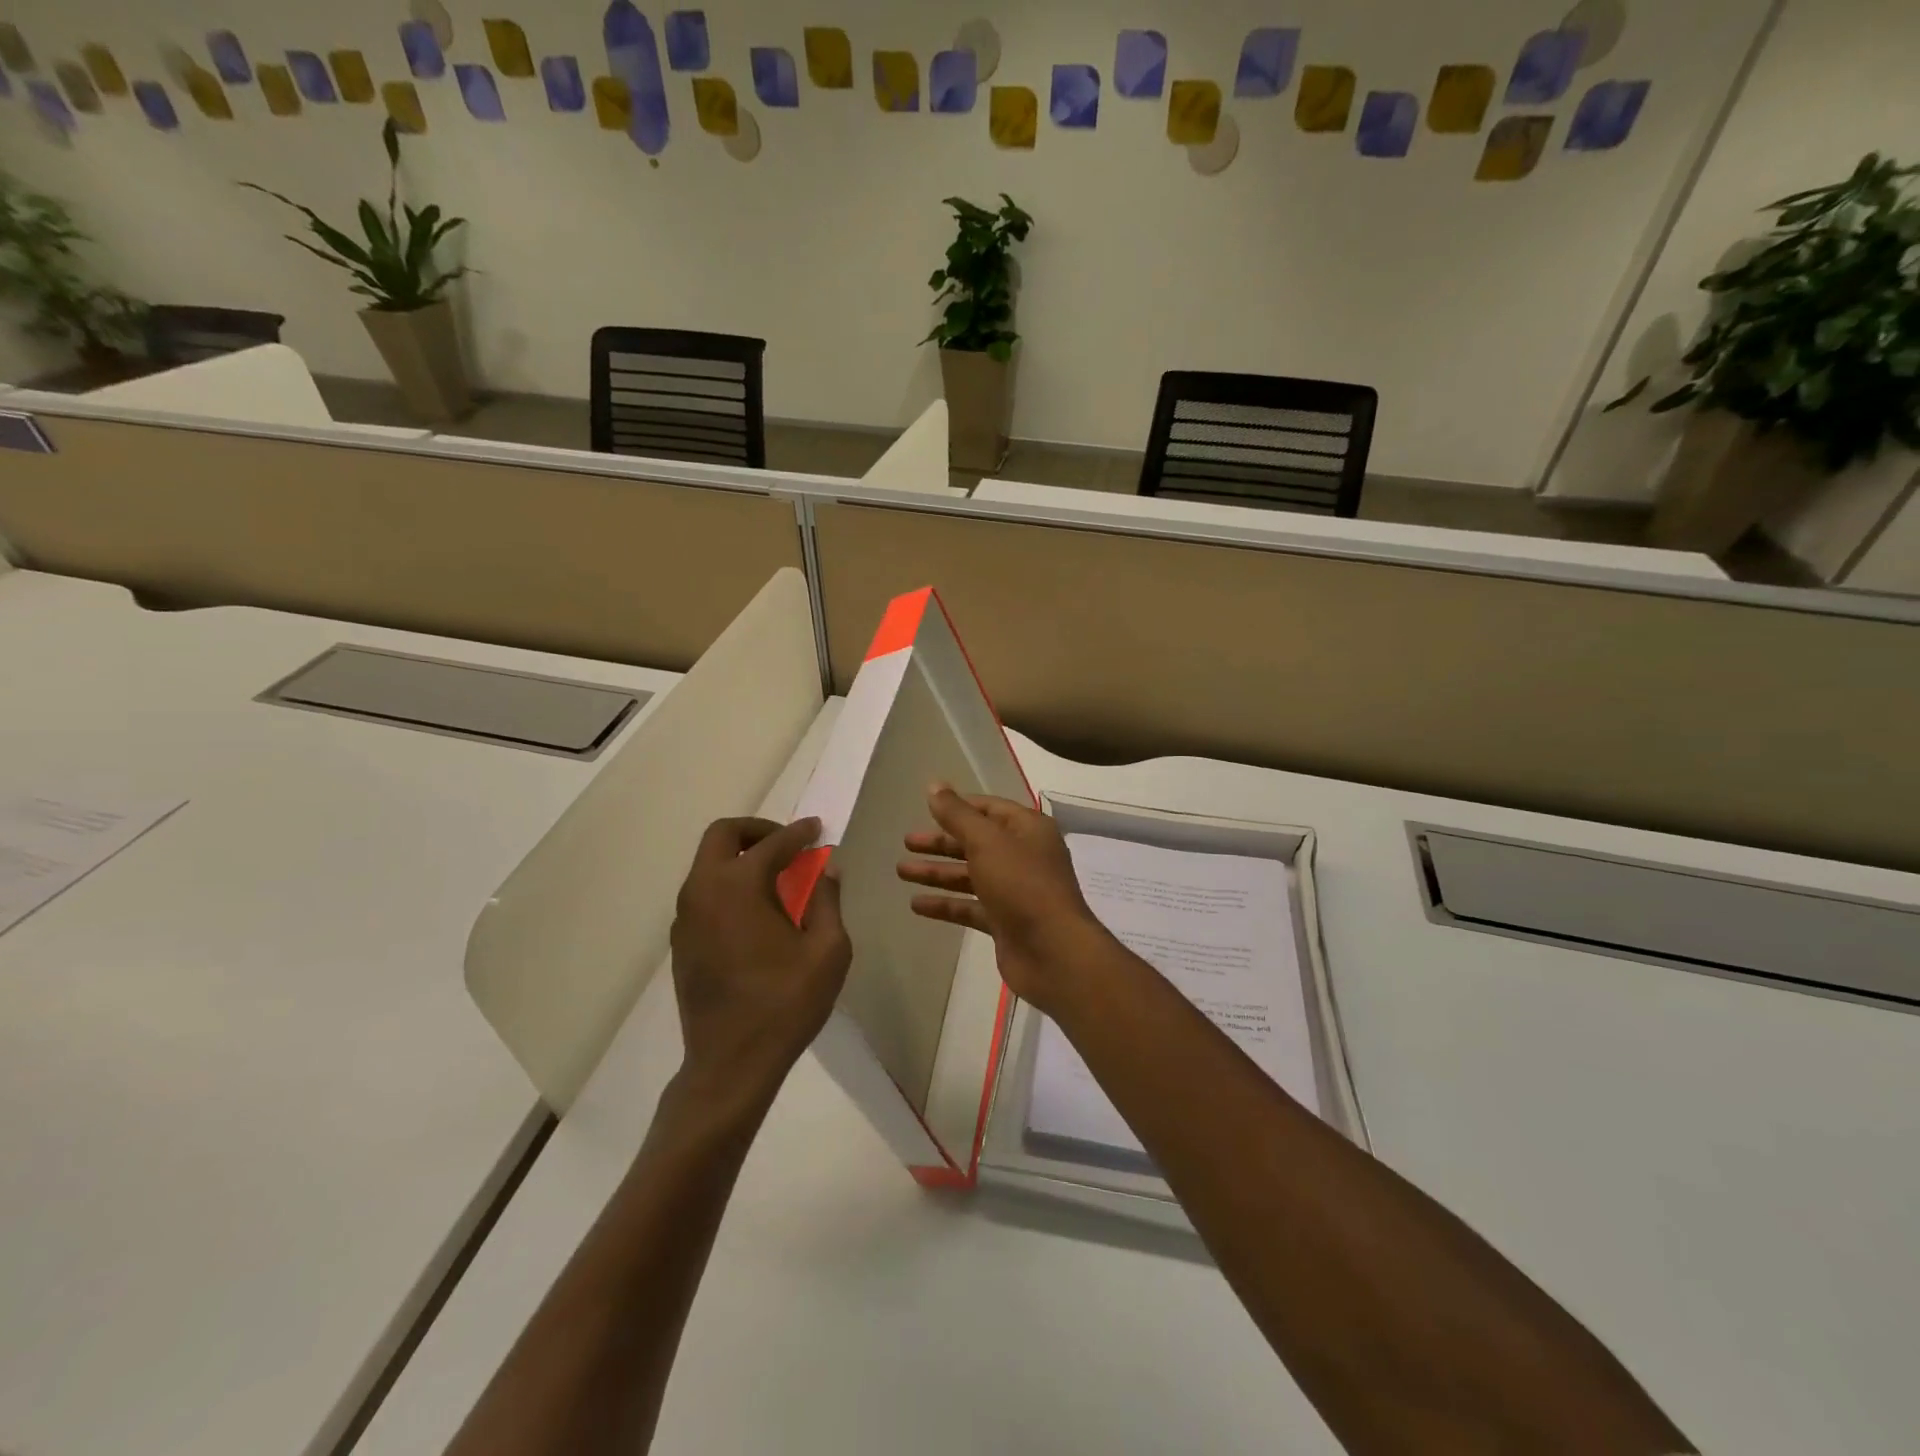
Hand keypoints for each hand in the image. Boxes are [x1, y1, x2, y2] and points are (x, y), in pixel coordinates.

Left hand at [669, 817, 851, 1111]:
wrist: (731, 1064)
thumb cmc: (786, 1004)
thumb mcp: (828, 951)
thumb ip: (827, 901)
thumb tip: (826, 870)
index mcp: (738, 886)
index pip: (773, 843)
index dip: (799, 833)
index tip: (817, 829)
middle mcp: (704, 891)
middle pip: (722, 835)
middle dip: (757, 830)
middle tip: (788, 844)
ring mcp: (685, 917)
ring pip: (708, 863)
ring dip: (740, 857)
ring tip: (776, 878)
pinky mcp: (680, 942)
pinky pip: (703, 893)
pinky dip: (728, 884)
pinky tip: (755, 913)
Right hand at [897, 783, 1115, 1014]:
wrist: (1053, 951)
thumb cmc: (1022, 884)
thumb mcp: (987, 841)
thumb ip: (957, 815)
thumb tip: (934, 785)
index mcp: (1028, 829)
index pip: (990, 809)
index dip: (960, 806)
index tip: (928, 807)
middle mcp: (1024, 856)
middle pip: (976, 842)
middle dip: (941, 842)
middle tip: (907, 842)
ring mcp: (1015, 891)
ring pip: (970, 875)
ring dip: (937, 872)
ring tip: (901, 871)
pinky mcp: (1005, 921)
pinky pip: (970, 907)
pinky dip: (946, 904)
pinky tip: (916, 904)